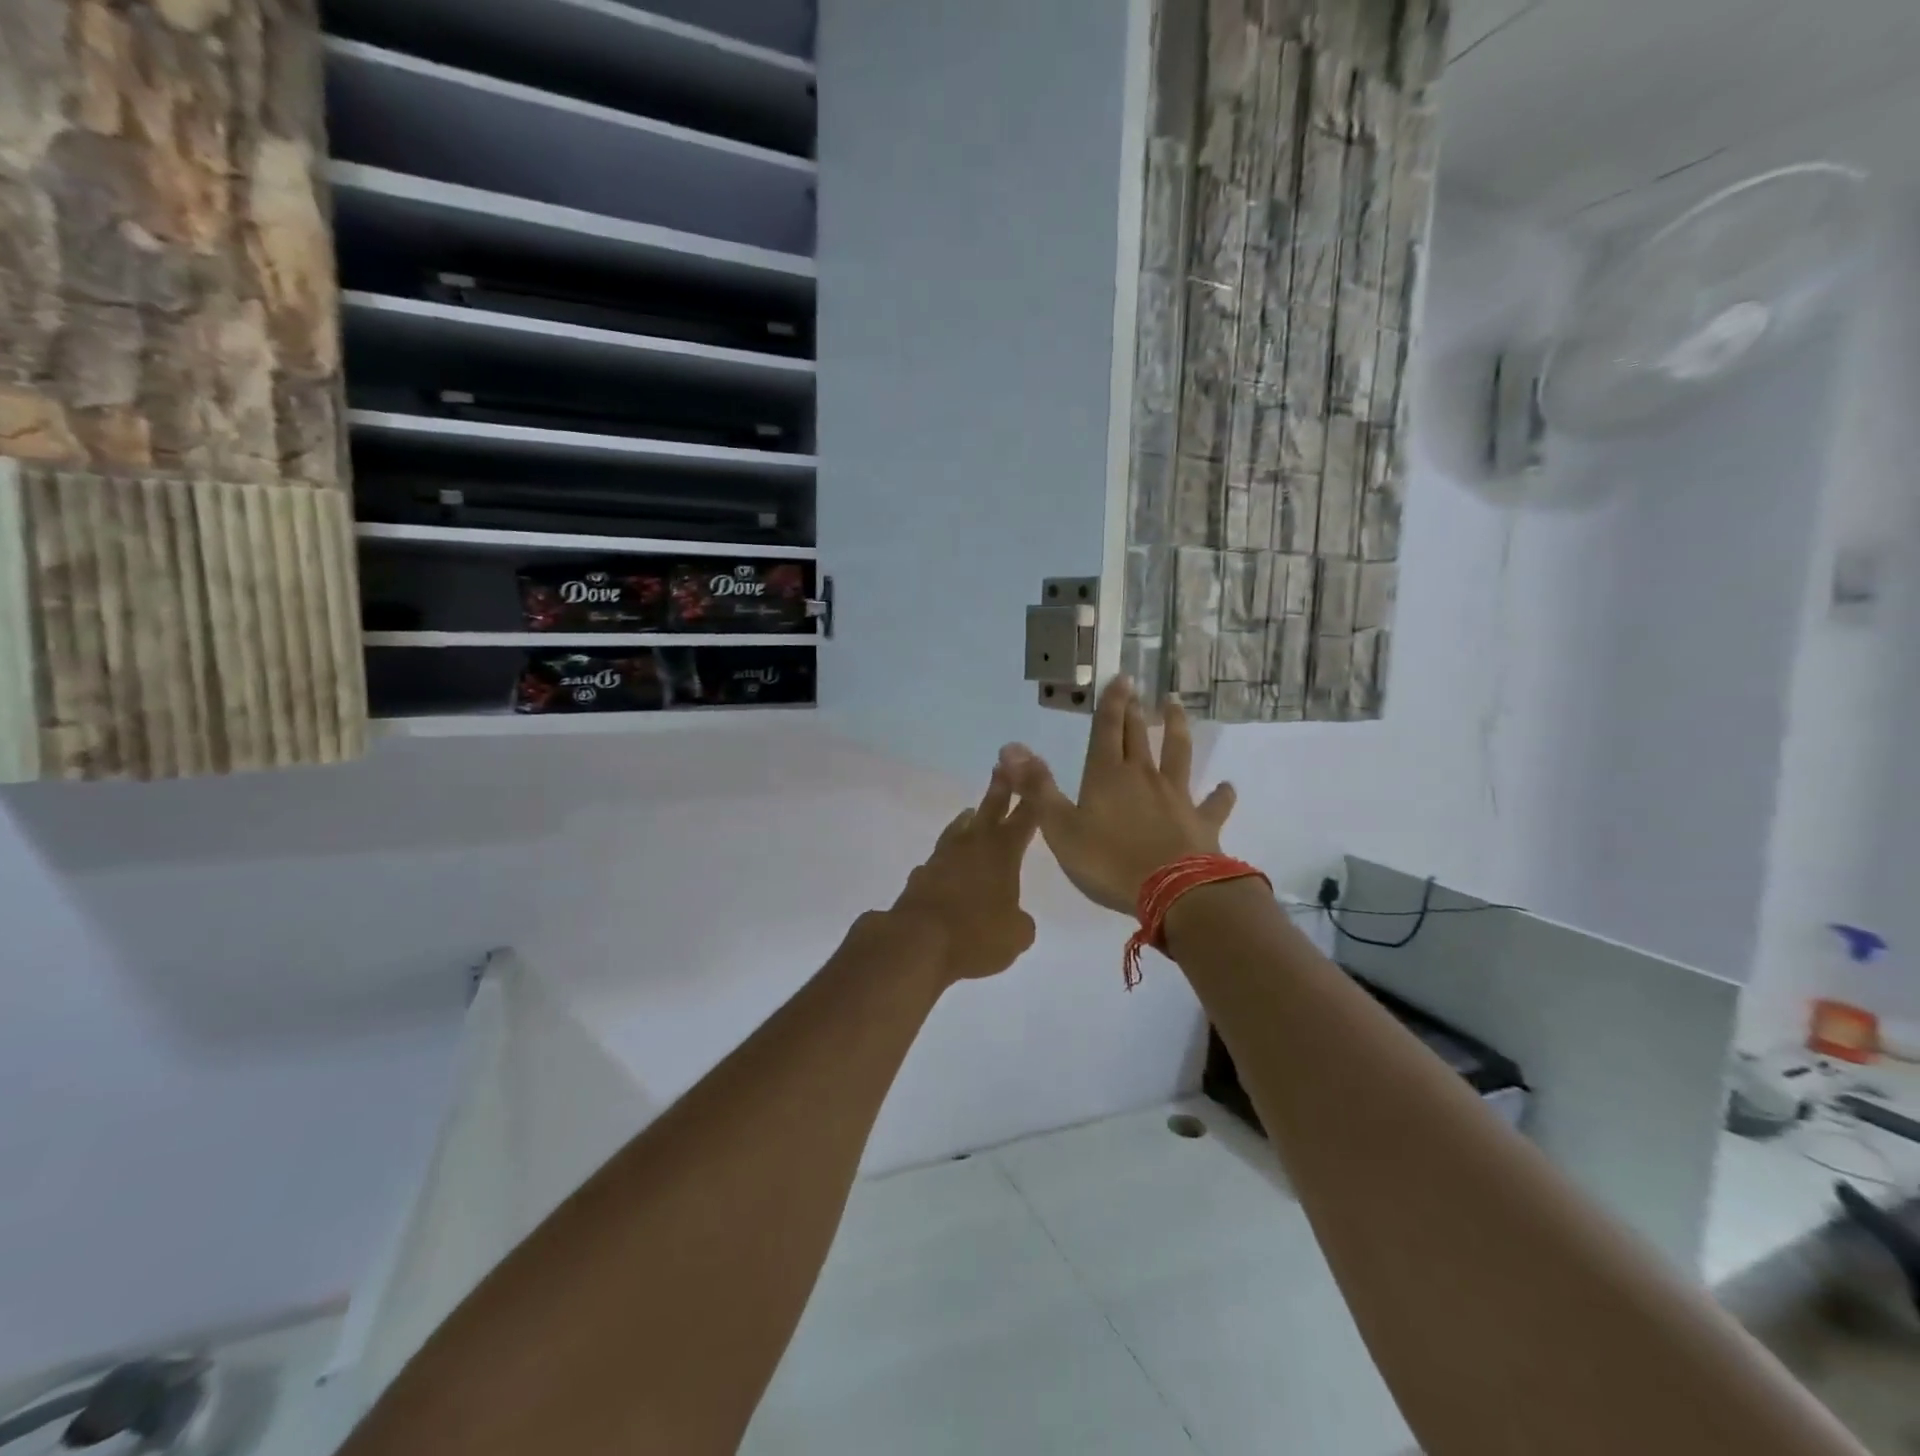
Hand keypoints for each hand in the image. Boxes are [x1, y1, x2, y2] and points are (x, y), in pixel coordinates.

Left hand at [888, 769, 1040, 982]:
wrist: (917, 941)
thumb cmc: (976, 934)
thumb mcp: (1015, 936)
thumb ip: (1020, 922)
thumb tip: (1016, 919)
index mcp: (1002, 853)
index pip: (1024, 820)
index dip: (1032, 800)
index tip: (1036, 776)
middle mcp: (972, 847)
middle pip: (989, 810)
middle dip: (1000, 788)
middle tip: (1003, 766)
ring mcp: (942, 858)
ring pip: (958, 830)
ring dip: (968, 819)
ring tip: (971, 811)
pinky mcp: (920, 876)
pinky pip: (938, 859)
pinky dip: (946, 858)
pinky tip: (945, 864)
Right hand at [997, 678, 1235, 915]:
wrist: (1173, 892)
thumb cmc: (1108, 861)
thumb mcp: (1060, 827)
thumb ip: (1037, 787)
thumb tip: (1010, 747)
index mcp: (1107, 776)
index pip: (1107, 730)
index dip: (1111, 704)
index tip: (1120, 677)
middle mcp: (1143, 777)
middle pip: (1138, 736)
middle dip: (1135, 710)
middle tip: (1138, 688)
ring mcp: (1176, 797)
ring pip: (1177, 754)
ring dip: (1177, 729)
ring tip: (1177, 707)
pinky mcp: (1202, 823)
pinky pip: (1214, 804)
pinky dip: (1221, 794)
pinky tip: (1228, 786)